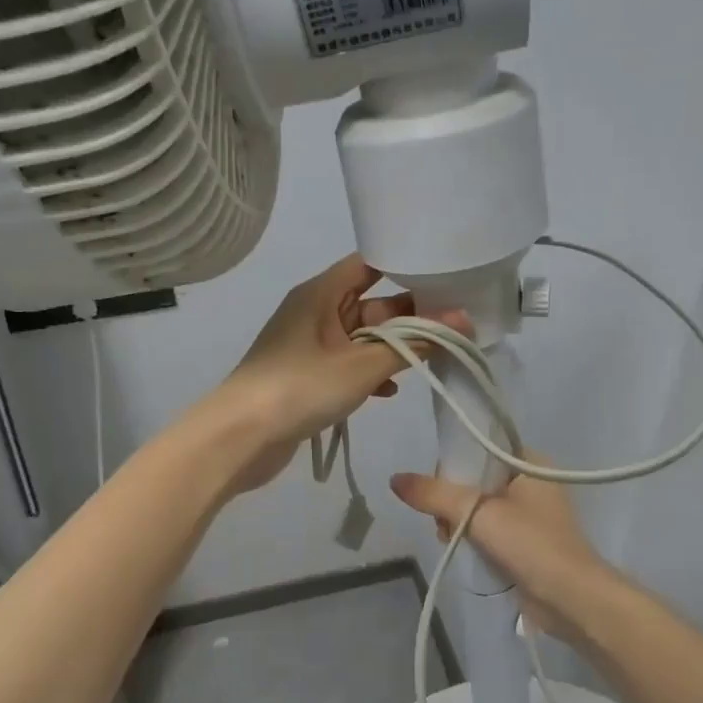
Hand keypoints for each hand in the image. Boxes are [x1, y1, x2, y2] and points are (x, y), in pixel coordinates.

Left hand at [204, 253, 465, 493]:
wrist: (240, 438)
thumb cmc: (300, 388)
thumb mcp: (362, 366)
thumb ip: (413, 344)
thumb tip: (462, 321)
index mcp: (321, 294)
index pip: (369, 264)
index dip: (406, 267)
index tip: (446, 279)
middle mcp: (314, 312)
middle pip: (369, 303)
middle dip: (408, 315)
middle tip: (453, 325)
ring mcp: (308, 346)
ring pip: (361, 337)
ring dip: (391, 348)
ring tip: (431, 358)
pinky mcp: (306, 376)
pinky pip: (346, 364)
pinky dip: (369, 373)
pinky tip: (390, 391)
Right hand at [389, 460, 607, 641]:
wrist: (570, 598)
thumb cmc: (530, 544)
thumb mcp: (478, 512)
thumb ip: (434, 494)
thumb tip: (395, 479)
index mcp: (530, 463)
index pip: (479, 450)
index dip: (453, 466)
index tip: (438, 490)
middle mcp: (532, 484)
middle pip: (475, 481)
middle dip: (452, 502)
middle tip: (445, 522)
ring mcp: (530, 516)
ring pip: (478, 509)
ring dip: (460, 524)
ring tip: (451, 540)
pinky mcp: (525, 544)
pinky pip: (488, 532)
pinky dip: (473, 540)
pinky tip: (464, 553)